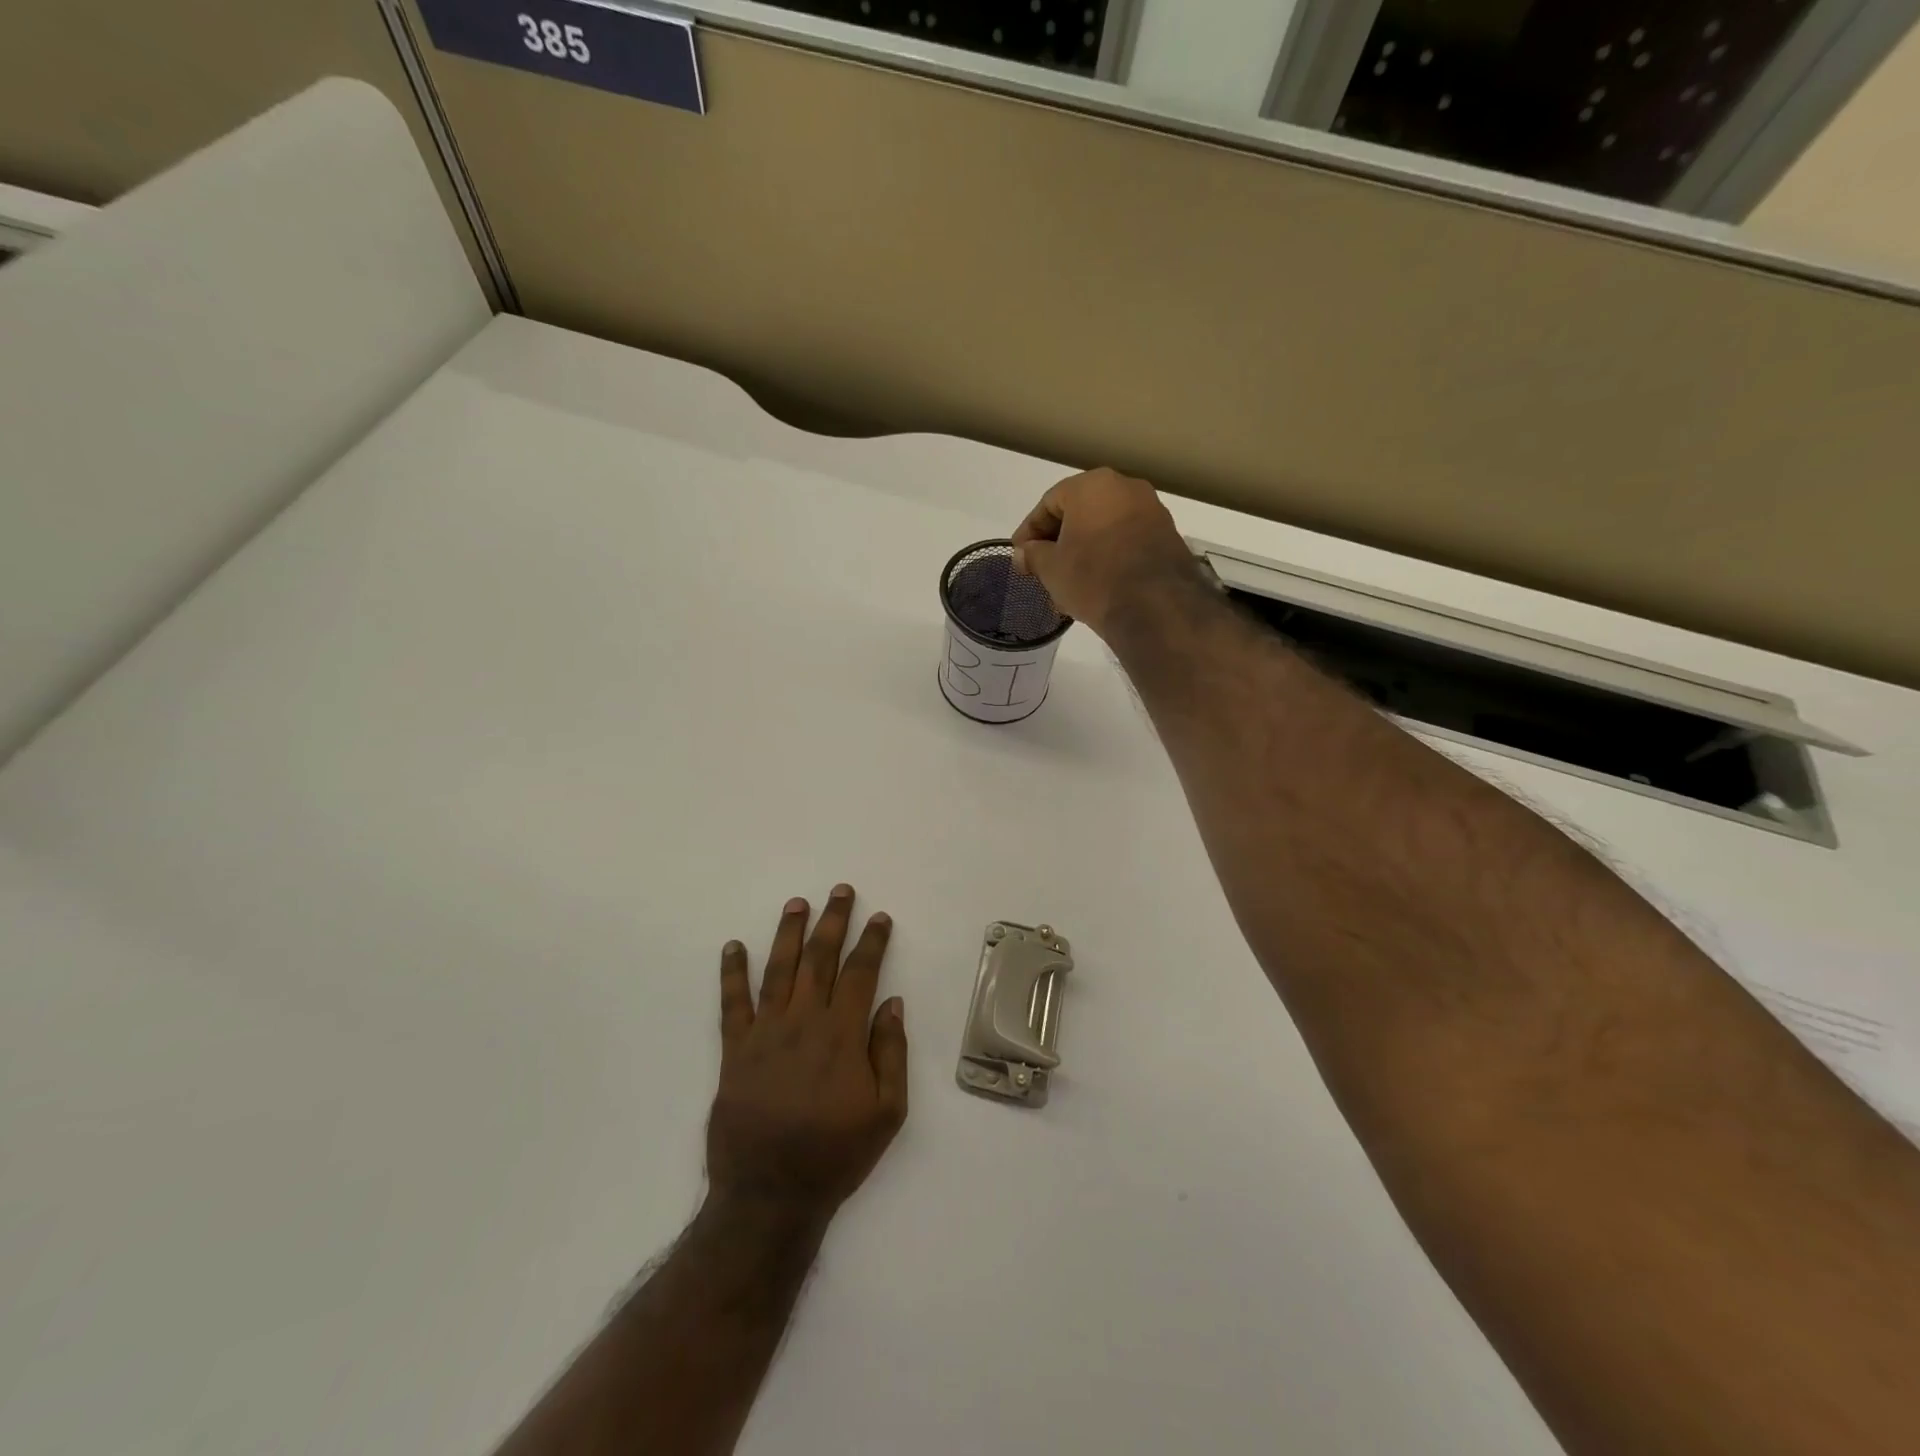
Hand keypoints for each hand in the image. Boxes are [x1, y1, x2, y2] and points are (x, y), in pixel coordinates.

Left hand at [707, 886, 908, 1223]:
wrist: (769, 1196)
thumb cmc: (835, 1156)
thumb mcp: (887, 1114)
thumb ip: (891, 1053)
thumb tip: (892, 1003)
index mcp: (842, 1036)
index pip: (860, 973)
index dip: (872, 942)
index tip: (879, 917)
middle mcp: (803, 1023)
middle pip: (819, 959)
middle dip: (833, 921)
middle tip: (840, 890)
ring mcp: (765, 1033)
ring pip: (778, 970)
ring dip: (788, 933)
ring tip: (797, 903)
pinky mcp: (734, 1051)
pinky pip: (731, 1004)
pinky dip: (732, 973)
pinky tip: (733, 947)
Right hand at [1010, 467, 1201, 636]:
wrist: (1155, 605)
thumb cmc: (1093, 577)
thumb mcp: (1051, 569)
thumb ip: (1033, 555)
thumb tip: (1023, 553)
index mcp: (1092, 485)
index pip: (1049, 503)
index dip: (1029, 531)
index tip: (1019, 555)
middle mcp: (1125, 487)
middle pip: (1079, 513)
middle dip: (1058, 542)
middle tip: (1042, 569)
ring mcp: (1151, 510)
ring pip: (1104, 528)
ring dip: (1083, 551)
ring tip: (1068, 583)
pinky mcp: (1168, 536)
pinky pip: (1126, 541)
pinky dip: (1108, 557)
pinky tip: (1097, 584)